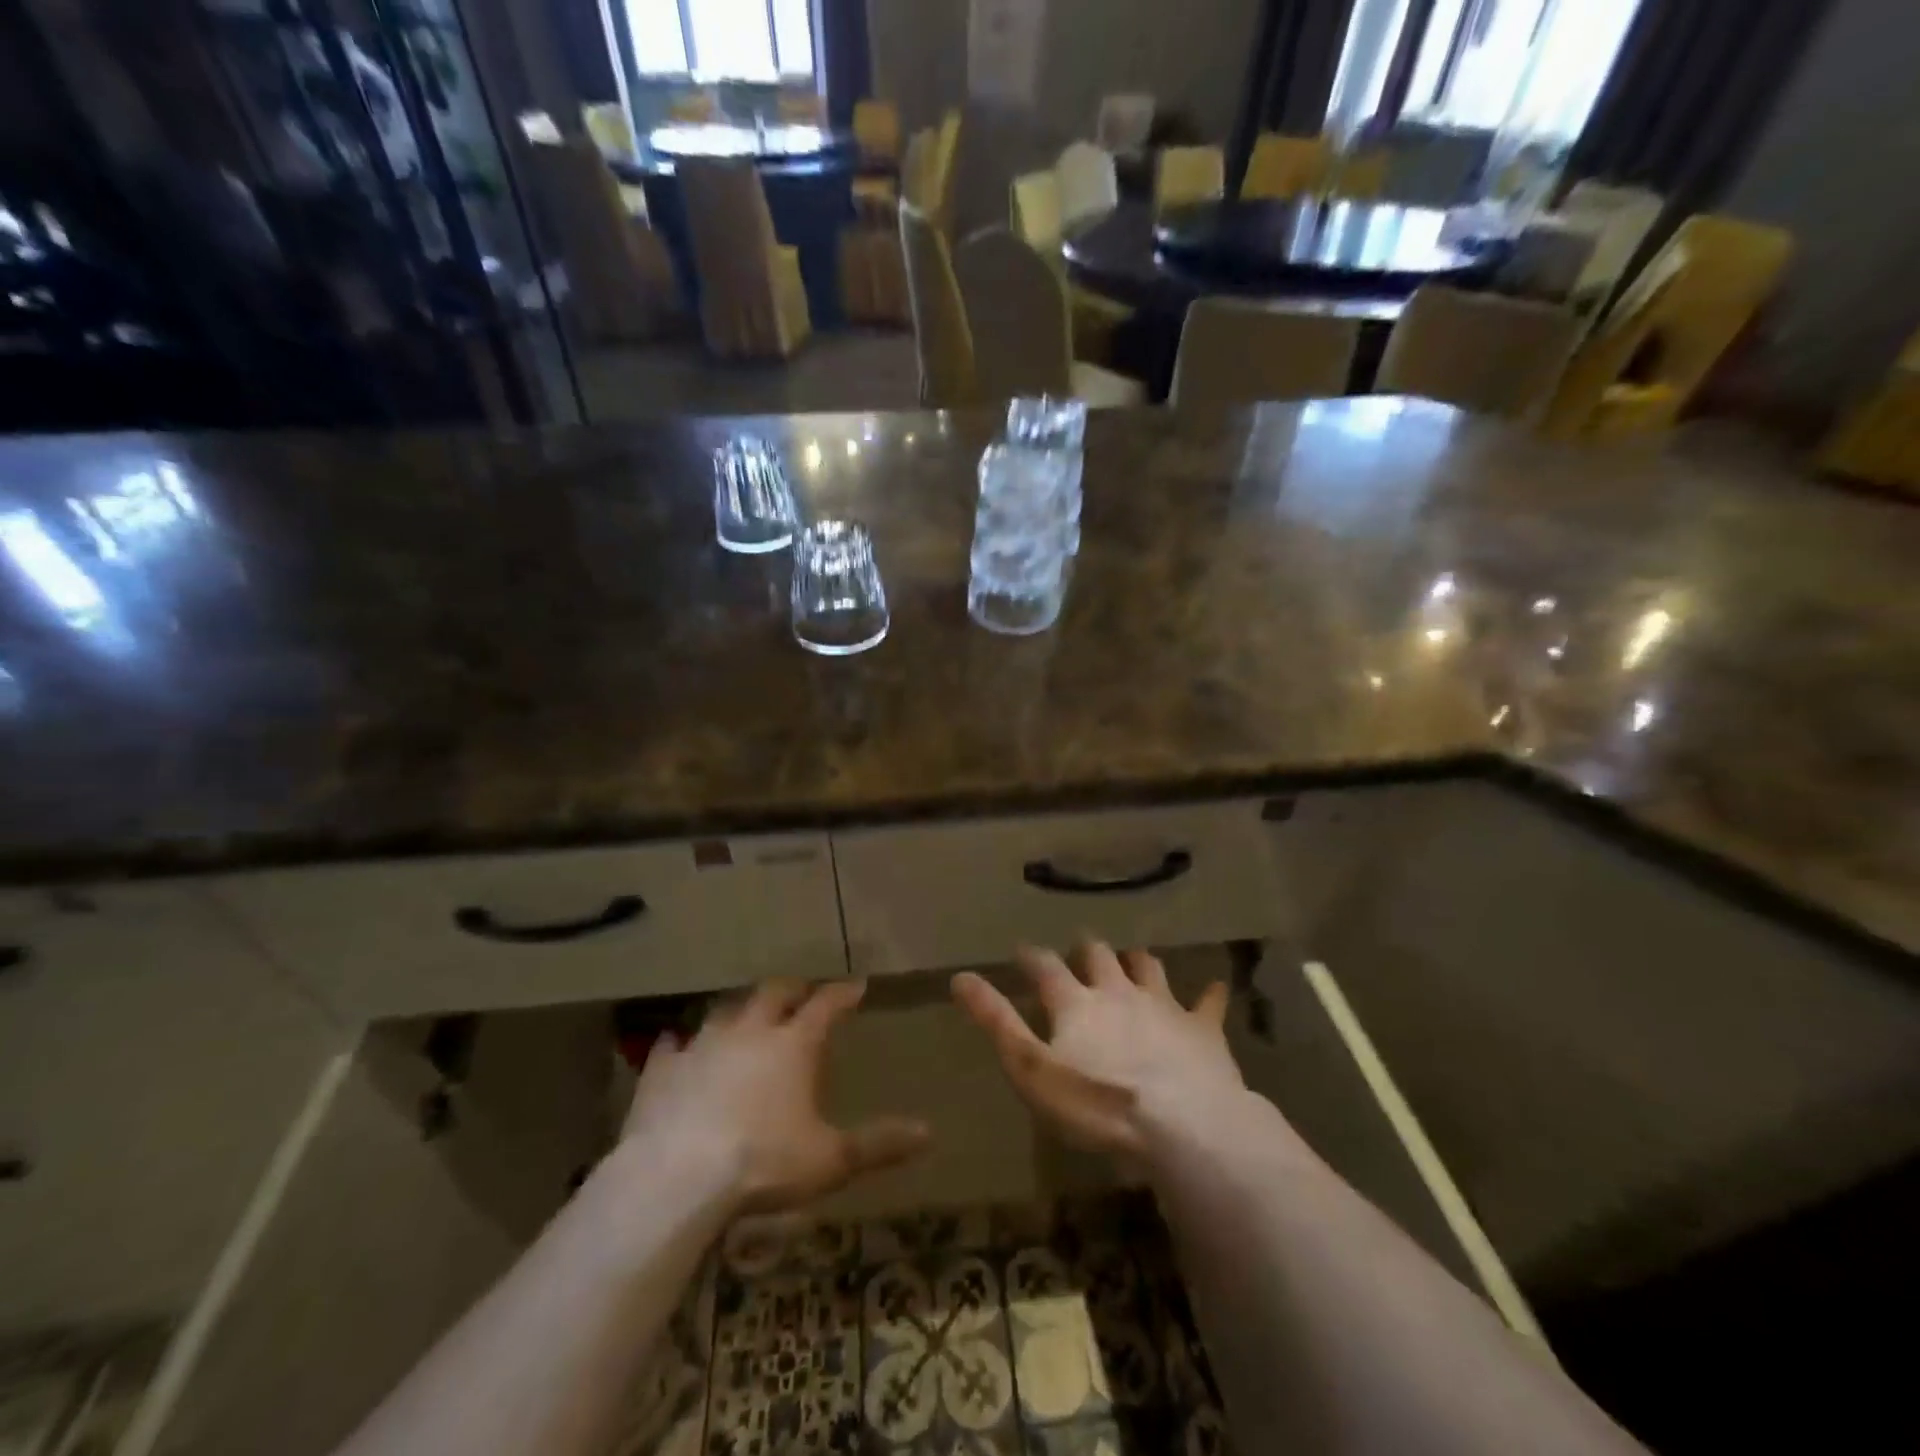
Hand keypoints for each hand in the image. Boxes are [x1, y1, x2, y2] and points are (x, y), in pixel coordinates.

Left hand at [621, 979, 929, 1213]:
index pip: (826, 1005)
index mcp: (794, 1045)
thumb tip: (929, 1133)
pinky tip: (677, 1045)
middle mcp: (750, 1031)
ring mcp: (703, 1045)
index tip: (856, 985)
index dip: (843, 993)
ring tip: (745, 1016)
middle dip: (792, 990)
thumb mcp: (830, 1160)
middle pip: (774, 994)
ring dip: (739, 1010)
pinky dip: (680, 1043)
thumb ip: (879, 1143)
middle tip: (801, 993)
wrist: (678, 1178)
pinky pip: (672, 1044)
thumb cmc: (764, 1164)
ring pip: (725, 1010)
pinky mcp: (664, 1069)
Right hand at [952, 942, 1244, 1160]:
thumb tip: (960, 978)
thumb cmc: (1097, 1103)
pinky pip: (1208, 1003)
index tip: (1023, 952)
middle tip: (1082, 951)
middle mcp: (1118, 990)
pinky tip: (1216, 987)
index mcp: (1076, 1002)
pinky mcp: (1202, 1029)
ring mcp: (1164, 1005)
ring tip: (1132, 960)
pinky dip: (1209, 995)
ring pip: (1148, 967)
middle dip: (1087, 951)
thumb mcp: (1032, 1069)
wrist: (1182, 1124)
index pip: (1046, 966)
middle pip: (1099, 956)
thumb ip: (997, 1023)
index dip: (1032, 957)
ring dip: (1137, 961)